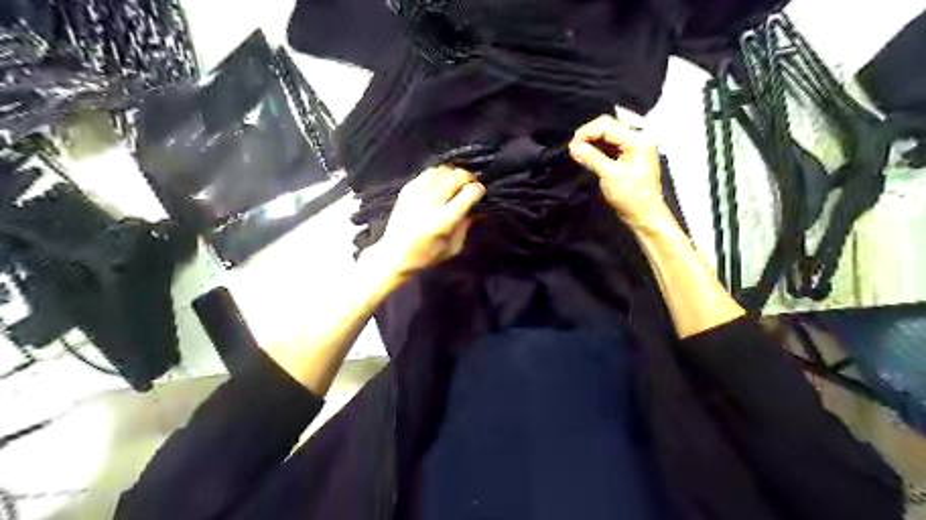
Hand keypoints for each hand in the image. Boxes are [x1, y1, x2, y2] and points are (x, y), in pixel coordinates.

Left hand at [370, 164, 484, 282]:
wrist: (394, 255)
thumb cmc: (426, 256)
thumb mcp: (453, 248)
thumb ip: (465, 227)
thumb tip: (473, 210)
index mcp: (445, 219)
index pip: (469, 192)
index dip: (478, 190)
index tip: (479, 193)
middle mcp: (432, 202)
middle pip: (457, 176)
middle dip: (469, 178)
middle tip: (470, 185)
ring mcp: (418, 194)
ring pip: (443, 170)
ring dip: (453, 174)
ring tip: (455, 183)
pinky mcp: (407, 190)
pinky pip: (428, 173)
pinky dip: (438, 175)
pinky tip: (440, 183)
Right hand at [568, 114, 669, 229]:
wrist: (644, 215)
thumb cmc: (632, 197)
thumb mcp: (610, 175)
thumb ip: (591, 157)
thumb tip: (573, 147)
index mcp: (639, 139)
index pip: (607, 125)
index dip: (587, 132)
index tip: (572, 145)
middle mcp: (640, 136)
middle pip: (608, 125)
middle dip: (589, 134)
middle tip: (574, 148)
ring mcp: (635, 144)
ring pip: (608, 133)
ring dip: (592, 141)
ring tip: (578, 152)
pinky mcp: (630, 153)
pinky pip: (611, 143)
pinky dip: (598, 147)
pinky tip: (588, 155)